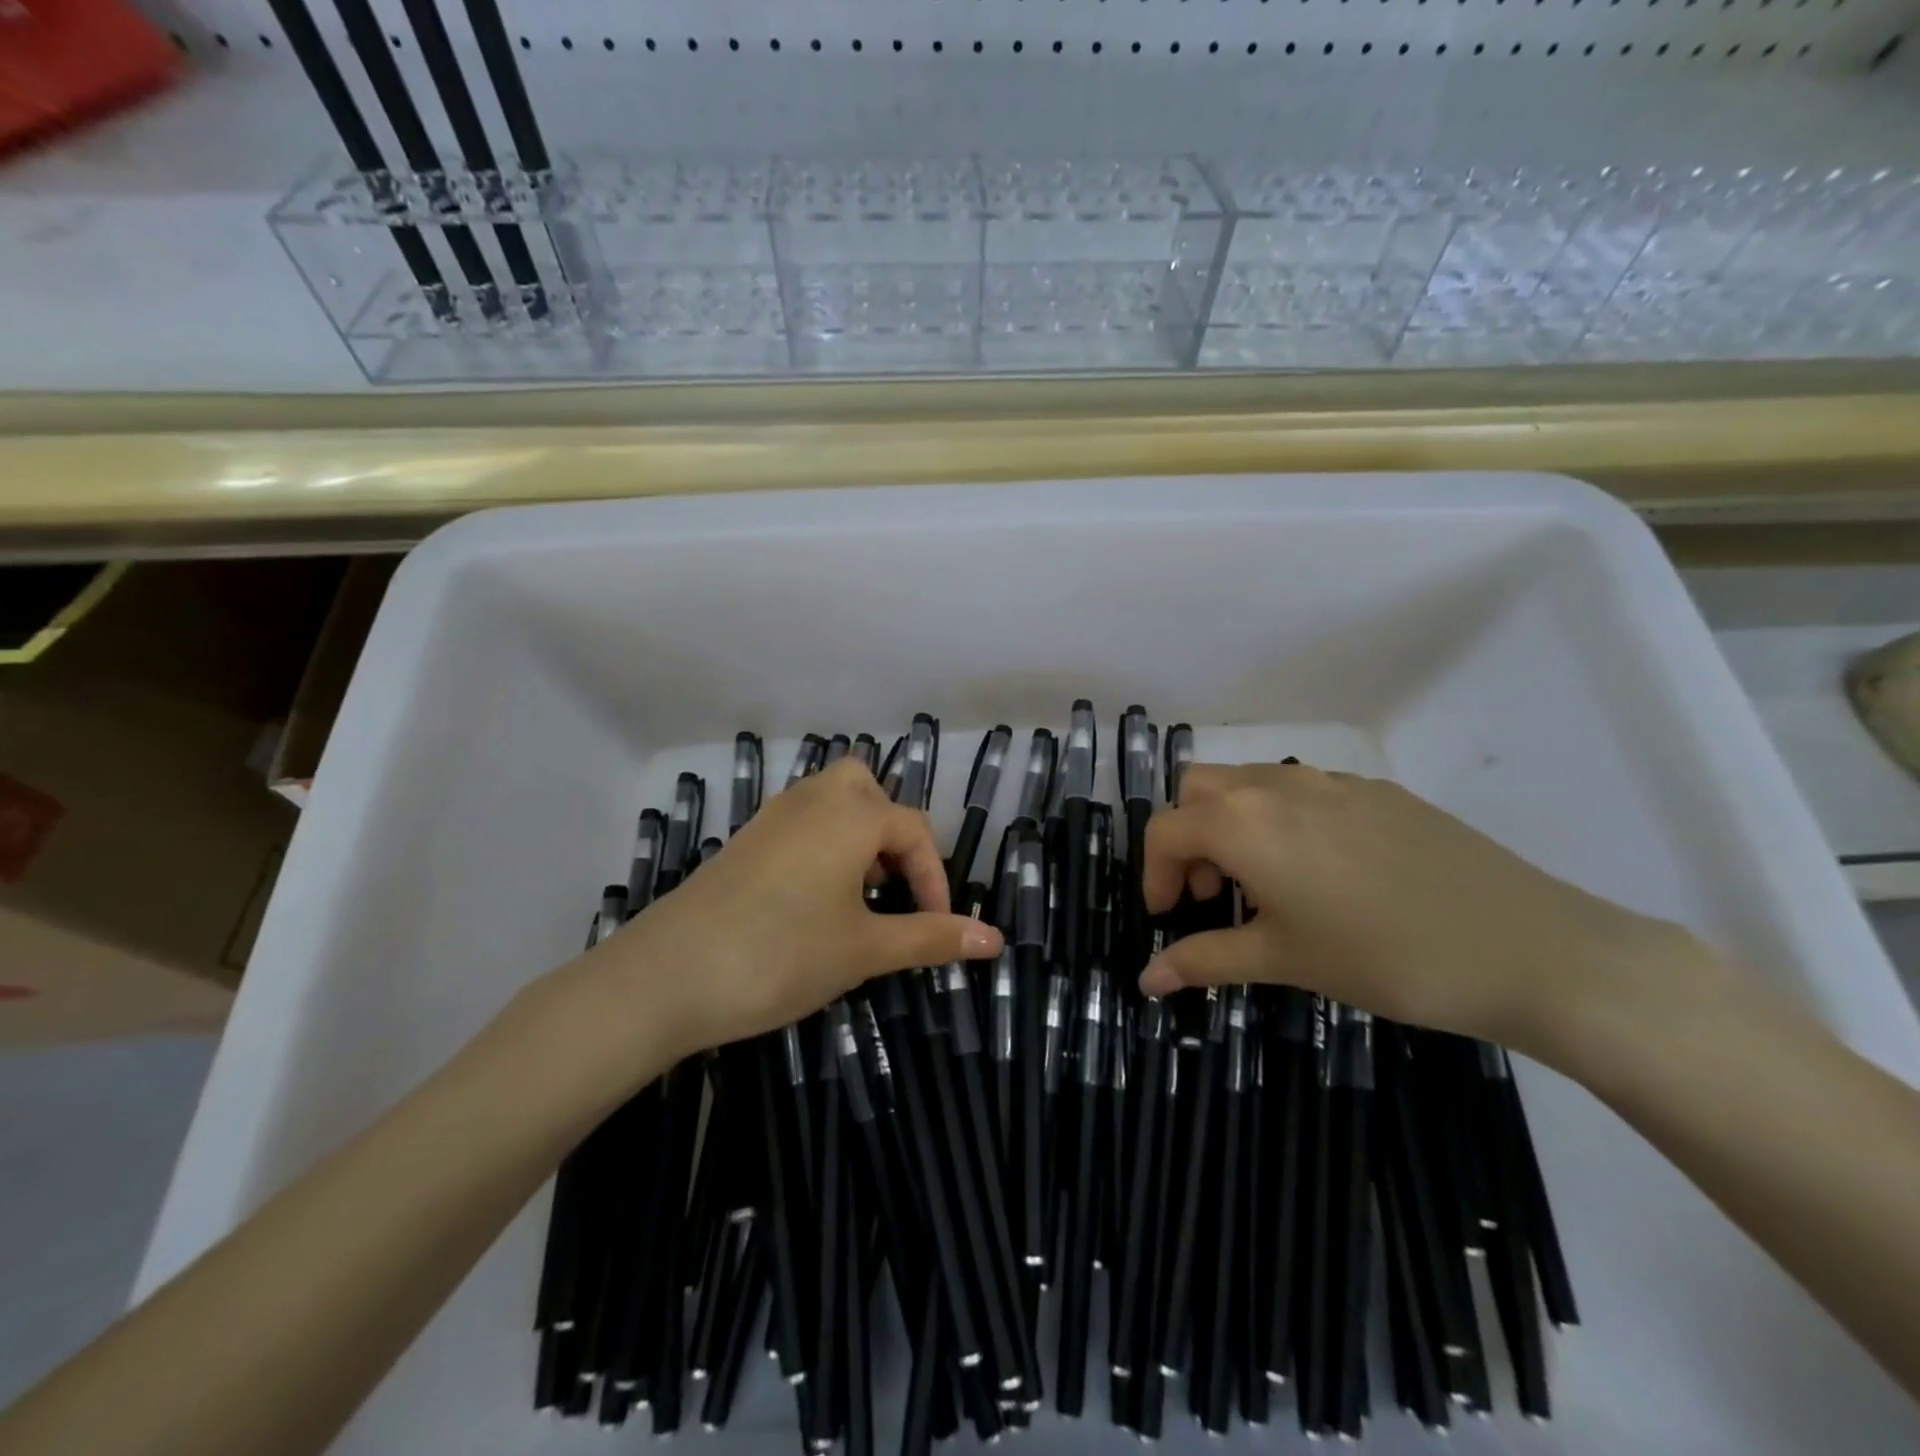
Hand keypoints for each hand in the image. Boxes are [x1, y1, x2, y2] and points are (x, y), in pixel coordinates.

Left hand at [577, 758, 1002, 1060]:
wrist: (666, 976)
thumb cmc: (781, 955)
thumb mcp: (865, 950)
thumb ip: (931, 938)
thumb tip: (996, 941)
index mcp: (852, 814)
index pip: (916, 831)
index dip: (935, 880)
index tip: (935, 929)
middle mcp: (815, 799)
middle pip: (872, 794)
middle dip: (894, 838)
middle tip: (893, 890)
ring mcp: (774, 816)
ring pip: (835, 804)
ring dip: (860, 840)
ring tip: (858, 898)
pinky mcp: (747, 839)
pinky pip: (803, 823)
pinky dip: (825, 847)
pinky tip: (814, 900)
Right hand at [1139, 762, 1700, 1058]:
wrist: (1527, 947)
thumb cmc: (1383, 957)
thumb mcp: (1283, 961)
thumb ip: (1204, 961)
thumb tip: (1147, 980)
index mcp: (1242, 822)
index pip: (1165, 831)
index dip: (1153, 875)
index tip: (1167, 918)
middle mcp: (1276, 785)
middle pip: (1198, 790)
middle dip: (1187, 837)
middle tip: (1212, 894)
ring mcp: (1330, 781)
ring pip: (1249, 782)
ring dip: (1231, 823)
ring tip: (1263, 885)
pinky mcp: (1376, 790)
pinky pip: (1302, 790)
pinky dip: (1281, 820)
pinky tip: (1323, 874)